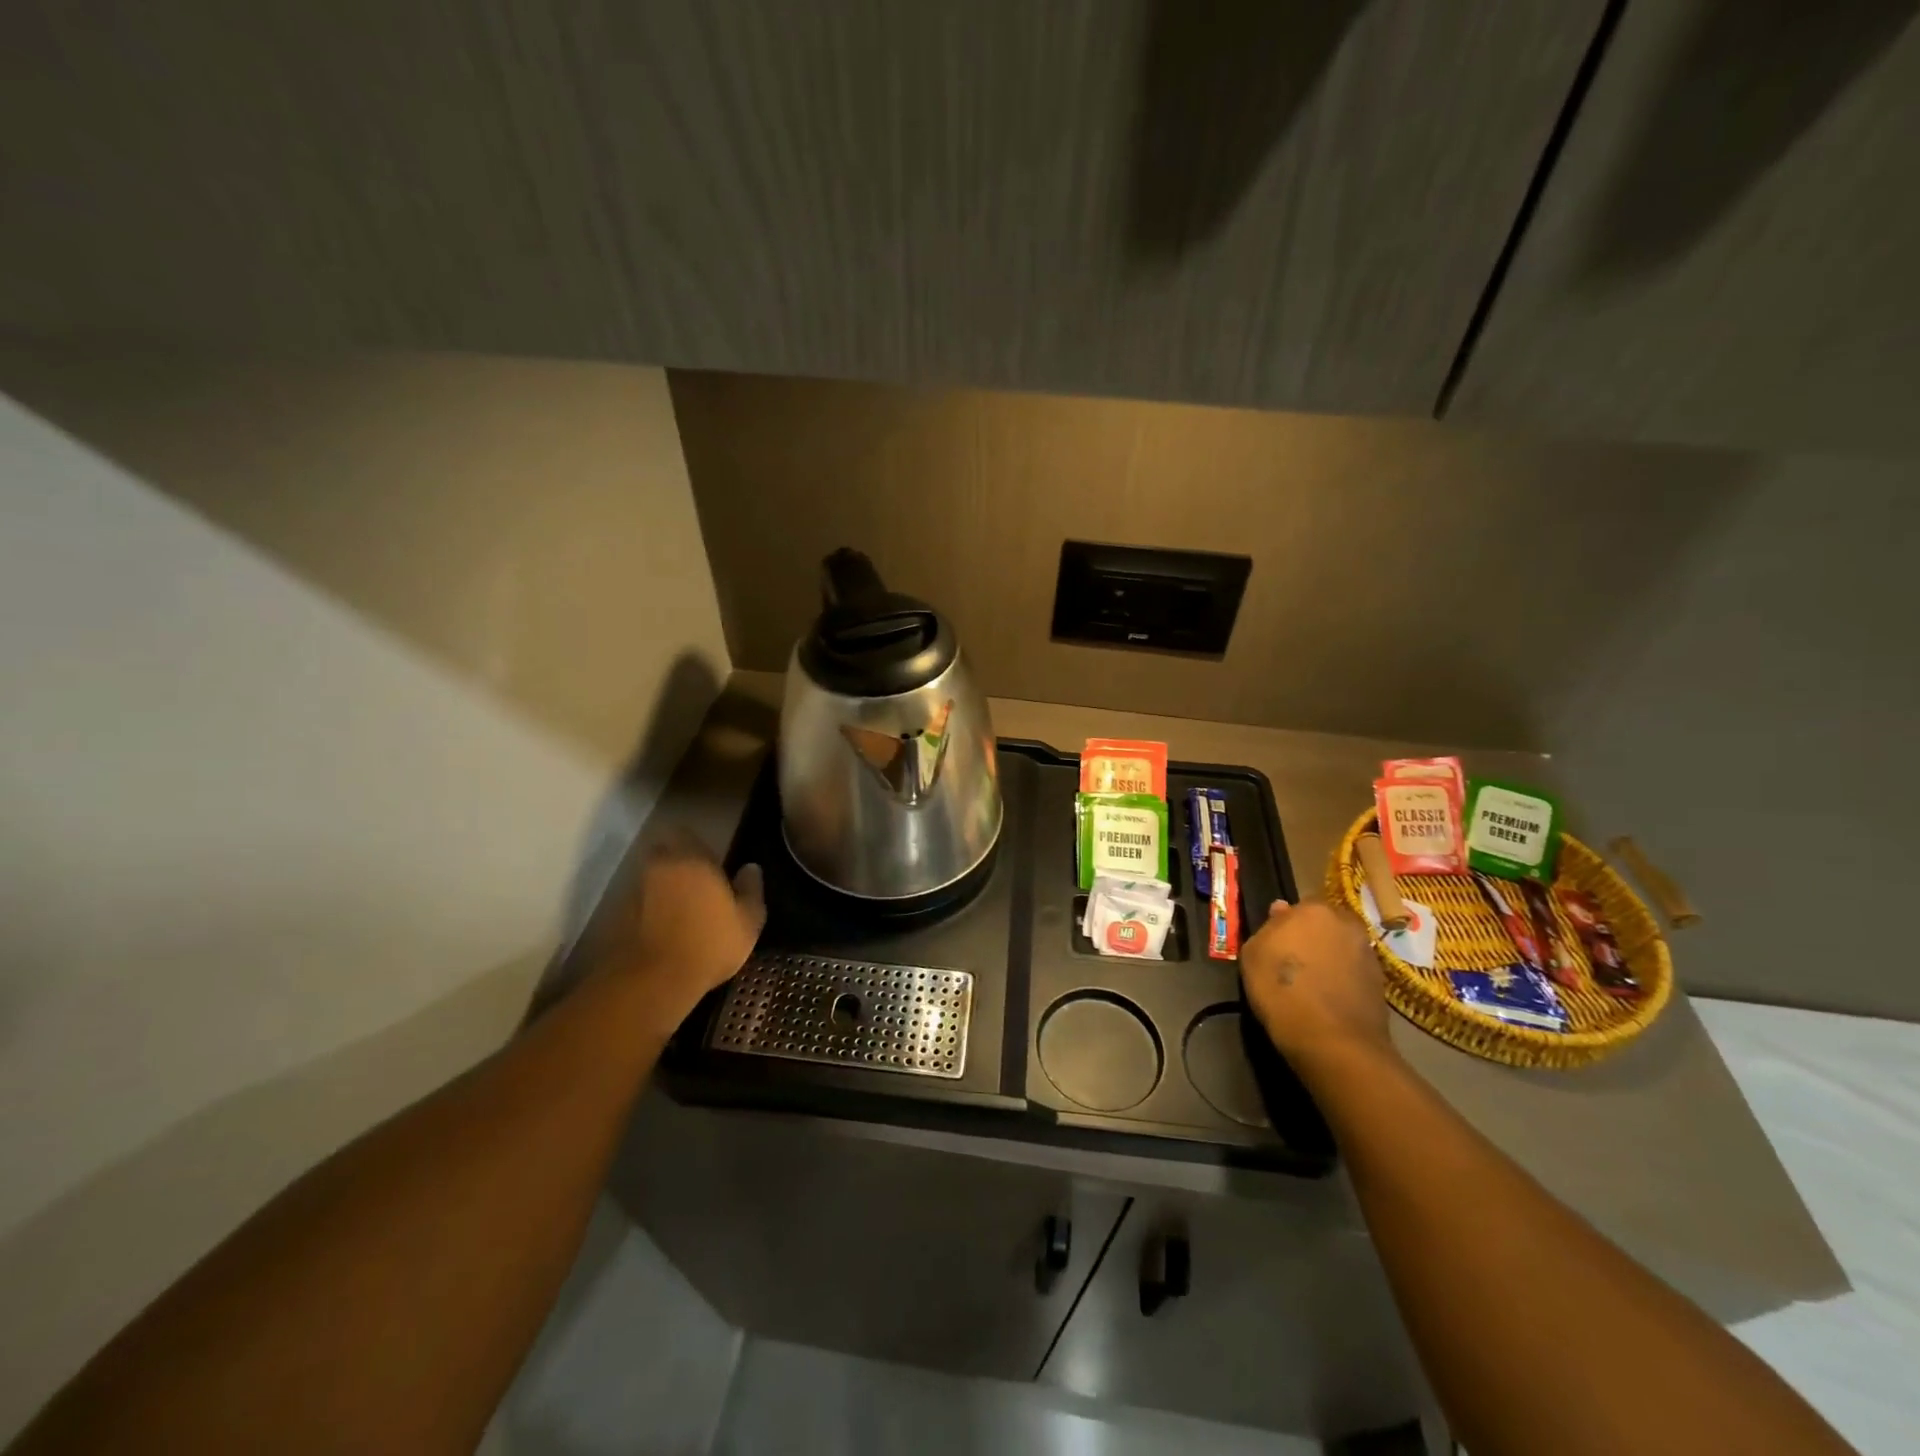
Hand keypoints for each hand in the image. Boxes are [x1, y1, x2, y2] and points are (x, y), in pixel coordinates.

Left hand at [590, 835, 765, 1025]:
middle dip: (674, 861)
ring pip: (648, 877)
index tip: (709, 860)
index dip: (696, 844)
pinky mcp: (617, 916)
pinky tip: (661, 930)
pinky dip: (646, 910)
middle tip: (693, 881)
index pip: (686, 832)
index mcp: (693, 859)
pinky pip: (637, 903)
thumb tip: (751, 868)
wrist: (652, 981)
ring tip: (678, 910)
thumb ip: (751, 890)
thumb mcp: (748, 921)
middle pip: (662, 852)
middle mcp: (659, 866)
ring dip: (660, 887)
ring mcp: (634, 890)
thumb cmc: (709, 944)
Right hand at [1241, 899, 1394, 1078]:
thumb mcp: (1253, 954)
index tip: (1276, 944)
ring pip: (1341, 947)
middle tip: (1294, 961)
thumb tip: (1281, 910)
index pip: (1298, 907)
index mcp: (1314, 910)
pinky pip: (1353, 971)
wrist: (1332, 1040)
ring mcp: (1368, 952)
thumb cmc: (1282, 990)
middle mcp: (1346, 924)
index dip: (1286, 925)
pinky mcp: (1380, 982)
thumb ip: (1267, 928)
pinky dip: (1343, 979)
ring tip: (1312, 982)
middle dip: (1312, 936)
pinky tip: (1328, 998)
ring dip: (1329, 957)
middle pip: (1325, 924)